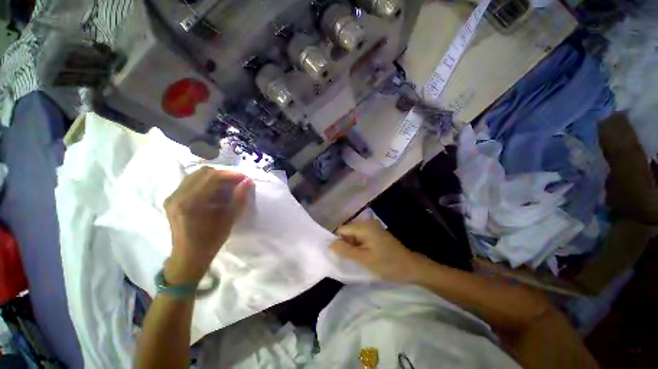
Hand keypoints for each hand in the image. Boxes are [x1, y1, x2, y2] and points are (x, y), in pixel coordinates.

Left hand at [164, 167, 253, 284]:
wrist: (188, 257)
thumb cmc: (210, 241)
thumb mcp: (229, 220)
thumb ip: (239, 198)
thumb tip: (248, 181)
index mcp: (190, 203)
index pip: (211, 177)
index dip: (230, 174)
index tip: (244, 178)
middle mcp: (177, 196)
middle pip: (203, 172)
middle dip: (223, 175)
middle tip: (237, 183)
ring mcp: (172, 197)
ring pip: (196, 175)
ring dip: (215, 178)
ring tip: (228, 187)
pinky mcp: (172, 199)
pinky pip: (191, 182)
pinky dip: (206, 183)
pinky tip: (215, 193)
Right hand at [330, 220, 424, 282]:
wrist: (411, 267)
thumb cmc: (387, 264)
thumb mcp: (364, 259)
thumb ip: (345, 250)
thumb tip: (329, 243)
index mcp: (364, 227)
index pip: (341, 229)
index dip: (338, 242)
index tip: (342, 256)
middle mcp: (367, 223)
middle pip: (348, 231)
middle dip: (346, 244)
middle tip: (353, 259)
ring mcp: (373, 227)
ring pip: (354, 234)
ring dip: (353, 246)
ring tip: (360, 258)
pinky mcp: (376, 232)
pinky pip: (361, 236)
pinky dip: (359, 245)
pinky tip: (366, 255)